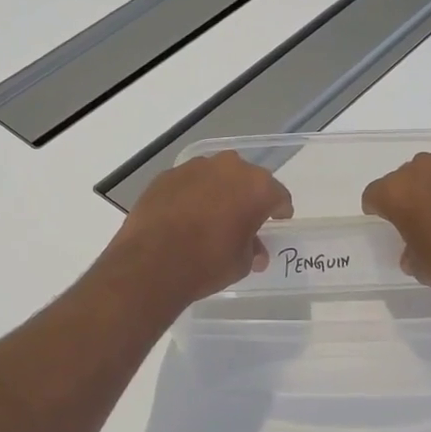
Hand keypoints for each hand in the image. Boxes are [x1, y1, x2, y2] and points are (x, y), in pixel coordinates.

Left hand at [99, 151, 292, 308]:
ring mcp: (194, 167)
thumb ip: (253, 249)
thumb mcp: (241, 263)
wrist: (151, 263)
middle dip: (247, 196)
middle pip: (246, 179)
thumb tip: (256, 250)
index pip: (278, 195)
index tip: (276, 222)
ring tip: (211, 215)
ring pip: (215, 176)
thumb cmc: (207, 263)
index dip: (279, 210)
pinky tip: (184, 215)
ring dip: (218, 191)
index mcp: (257, 187)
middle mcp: (228, 168)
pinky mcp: (166, 175)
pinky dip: (191, 194)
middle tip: (243, 218)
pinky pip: (188, 182)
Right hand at [361, 153, 430, 305]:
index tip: (385, 223)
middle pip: (405, 178)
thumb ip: (410, 252)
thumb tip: (414, 248)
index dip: (377, 210)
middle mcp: (426, 170)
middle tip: (419, 222)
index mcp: (400, 191)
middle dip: (408, 196)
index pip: (374, 194)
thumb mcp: (424, 269)